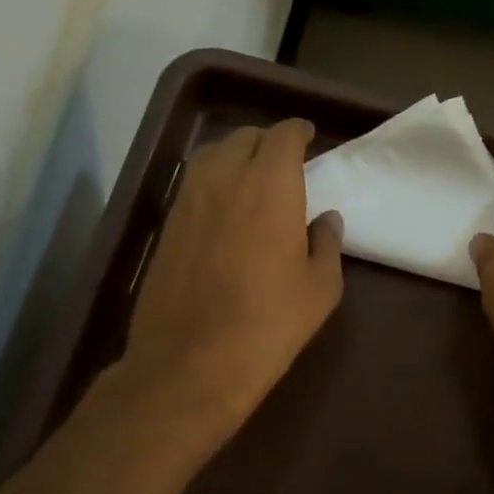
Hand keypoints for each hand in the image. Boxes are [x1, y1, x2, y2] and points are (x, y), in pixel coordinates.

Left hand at [121, 118, 342, 445]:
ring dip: (235, 155)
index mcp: (270, 185)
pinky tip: (224, 208)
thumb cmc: (270, 323)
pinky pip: (193, 185)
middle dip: (267, 140)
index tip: (308, 138)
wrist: (192, 361)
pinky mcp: (166, 225)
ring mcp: (188, 200)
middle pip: (244, 137)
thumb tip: (325, 219)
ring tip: (251, 176)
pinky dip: (213, 182)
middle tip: (284, 159)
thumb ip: (327, 243)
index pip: (283, 135)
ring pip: (212, 156)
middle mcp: (225, 178)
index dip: (297, 132)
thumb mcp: (320, 287)